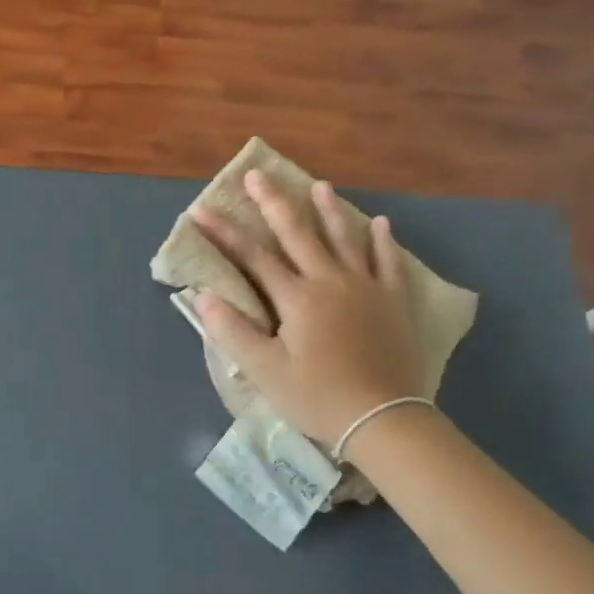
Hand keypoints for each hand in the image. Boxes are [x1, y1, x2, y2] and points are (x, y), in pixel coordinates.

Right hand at [191, 170, 424, 443]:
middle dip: (273, 202)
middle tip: (257, 174)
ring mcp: (366, 287)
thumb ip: (233, 331)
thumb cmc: (317, 397)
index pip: (252, 257)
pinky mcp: (393, 302)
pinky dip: (383, 241)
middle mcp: (330, 281)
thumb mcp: (265, 371)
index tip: (200, 210)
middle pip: (297, 233)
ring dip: (329, 210)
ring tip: (319, 184)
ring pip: (345, 238)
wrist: (383, 419)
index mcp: (296, 297)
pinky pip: (389, 262)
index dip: (224, 232)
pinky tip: (381, 223)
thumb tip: (204, 296)